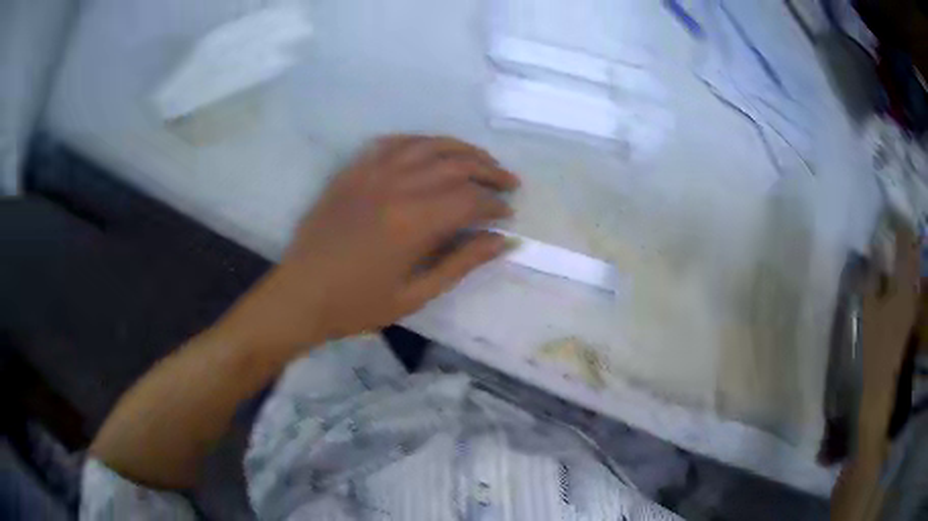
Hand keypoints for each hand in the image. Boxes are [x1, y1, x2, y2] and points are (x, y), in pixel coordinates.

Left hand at [222, 135, 519, 352]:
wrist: (300, 295)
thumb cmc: (357, 305)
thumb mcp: (415, 295)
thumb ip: (462, 263)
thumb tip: (505, 242)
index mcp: (413, 222)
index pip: (470, 200)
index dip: (495, 205)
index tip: (508, 215)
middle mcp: (396, 186)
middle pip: (456, 165)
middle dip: (490, 171)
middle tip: (508, 183)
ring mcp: (371, 173)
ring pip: (428, 145)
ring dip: (461, 149)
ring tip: (482, 160)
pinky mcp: (353, 170)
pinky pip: (393, 142)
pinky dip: (420, 141)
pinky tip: (432, 149)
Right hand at [859, 224, 919, 439]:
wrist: (881, 382)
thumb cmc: (873, 346)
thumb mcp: (868, 309)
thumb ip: (873, 275)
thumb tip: (875, 246)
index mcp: (902, 282)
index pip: (904, 240)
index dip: (899, 223)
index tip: (890, 213)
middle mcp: (912, 286)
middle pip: (912, 251)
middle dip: (906, 235)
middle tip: (895, 225)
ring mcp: (913, 301)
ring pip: (914, 266)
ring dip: (908, 252)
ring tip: (899, 243)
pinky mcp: (911, 313)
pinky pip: (913, 281)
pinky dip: (909, 270)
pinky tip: (901, 271)